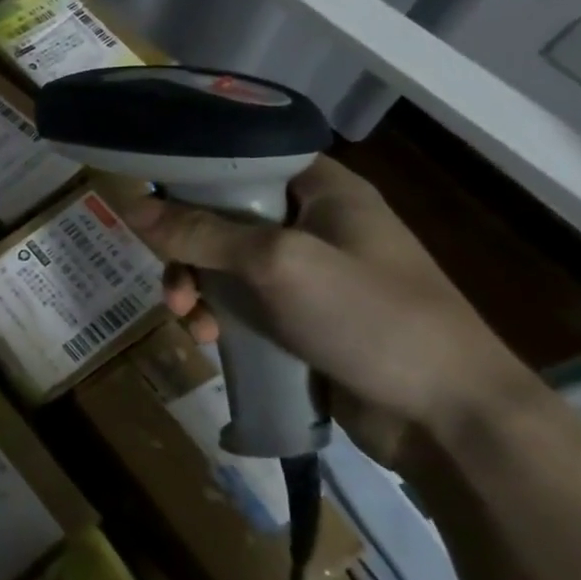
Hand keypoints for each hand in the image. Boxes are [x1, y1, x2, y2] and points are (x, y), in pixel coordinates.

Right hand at [119, 157, 535, 469]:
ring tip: (191, 323)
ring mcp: (308, 273)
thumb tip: (129, 203)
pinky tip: (212, 342)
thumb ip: (201, 232)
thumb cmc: (371, 318)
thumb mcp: (278, 264)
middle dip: (186, 251)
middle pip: (222, 217)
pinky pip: (242, 302)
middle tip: (174, 286)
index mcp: (322, 189)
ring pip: (225, 264)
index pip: (241, 160)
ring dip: (197, 289)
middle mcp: (313, 223)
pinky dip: (219, 317)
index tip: (150, 202)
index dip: (191, 176)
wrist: (451, 419)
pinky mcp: (301, 318)